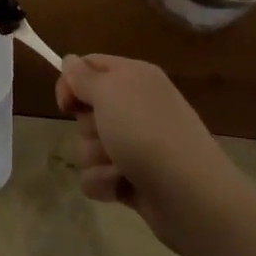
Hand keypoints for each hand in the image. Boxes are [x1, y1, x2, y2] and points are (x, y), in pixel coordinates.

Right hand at [57, 54, 249, 253]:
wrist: (189, 194)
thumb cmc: (146, 132)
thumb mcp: (109, 92)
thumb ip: (83, 76)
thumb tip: (70, 60)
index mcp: (134, 77)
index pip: (90, 66)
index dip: (71, 82)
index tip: (65, 103)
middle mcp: (135, 107)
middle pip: (86, 109)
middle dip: (87, 126)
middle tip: (105, 132)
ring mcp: (134, 144)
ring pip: (88, 145)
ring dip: (96, 157)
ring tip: (120, 166)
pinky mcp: (131, 177)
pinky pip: (97, 175)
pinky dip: (105, 182)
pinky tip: (122, 186)